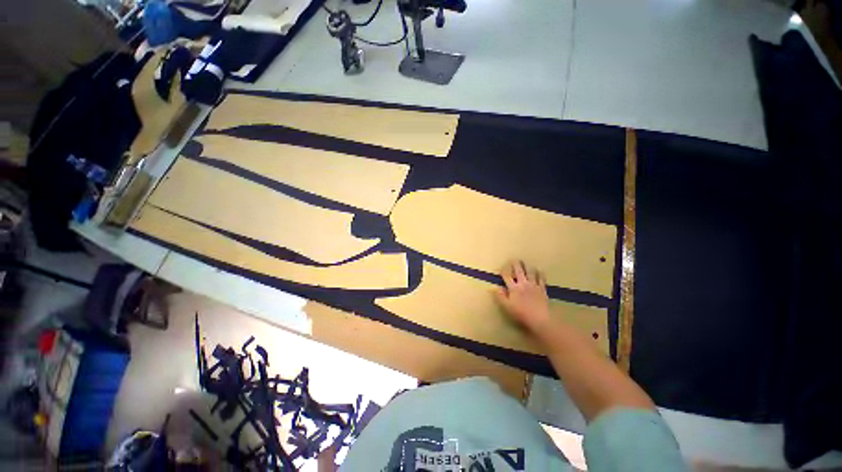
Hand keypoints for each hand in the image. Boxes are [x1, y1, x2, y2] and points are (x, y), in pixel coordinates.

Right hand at [494, 260, 551, 332]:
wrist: (540, 319)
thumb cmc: (521, 314)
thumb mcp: (507, 306)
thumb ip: (500, 296)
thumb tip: (494, 287)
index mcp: (513, 288)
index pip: (507, 275)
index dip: (504, 270)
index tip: (502, 266)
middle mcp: (523, 283)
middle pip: (519, 271)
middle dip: (516, 264)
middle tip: (514, 259)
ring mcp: (534, 285)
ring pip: (530, 272)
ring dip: (527, 267)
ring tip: (526, 263)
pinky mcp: (542, 289)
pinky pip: (541, 278)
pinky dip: (540, 273)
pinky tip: (539, 271)